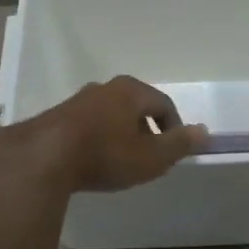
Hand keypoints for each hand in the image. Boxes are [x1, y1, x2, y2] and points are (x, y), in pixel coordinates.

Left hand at [8, 76, 206, 192]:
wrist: (44, 157)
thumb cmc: (106, 154)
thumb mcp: (151, 157)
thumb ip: (179, 144)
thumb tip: (203, 131)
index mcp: (131, 91)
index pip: (163, 104)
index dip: (173, 128)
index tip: (173, 151)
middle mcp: (105, 88)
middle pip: (135, 106)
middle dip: (145, 130)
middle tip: (148, 156)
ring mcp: (78, 100)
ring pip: (110, 114)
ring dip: (119, 134)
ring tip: (120, 160)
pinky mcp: (57, 116)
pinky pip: (87, 125)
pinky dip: (97, 139)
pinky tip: (93, 160)